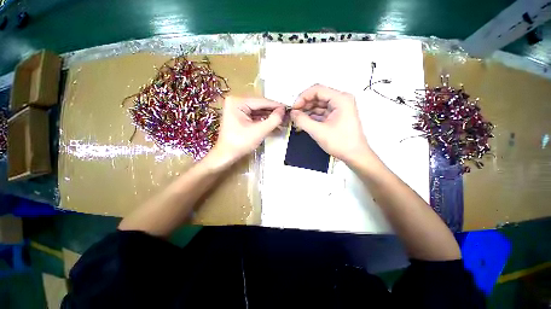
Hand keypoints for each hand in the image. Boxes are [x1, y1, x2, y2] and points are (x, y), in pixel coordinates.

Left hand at [206, 96, 284, 168]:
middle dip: (273, 112)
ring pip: (258, 111)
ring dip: (270, 117)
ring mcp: (237, 109)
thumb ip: (273, 120)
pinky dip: (264, 121)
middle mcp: (236, 102)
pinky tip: (274, 124)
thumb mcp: (259, 131)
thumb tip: (283, 111)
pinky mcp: (239, 116)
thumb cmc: (240, 143)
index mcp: (237, 102)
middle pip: (260, 106)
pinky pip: (254, 116)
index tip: (288, 108)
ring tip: (283, 120)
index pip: (261, 101)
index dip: (276, 105)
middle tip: (287, 115)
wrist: (226, 155)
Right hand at [290, 84, 370, 163]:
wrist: (354, 155)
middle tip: (294, 114)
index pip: (317, 90)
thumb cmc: (342, 143)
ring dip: (307, 111)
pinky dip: (312, 116)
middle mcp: (341, 100)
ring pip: (318, 104)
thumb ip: (302, 121)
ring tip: (297, 119)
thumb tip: (293, 113)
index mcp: (341, 99)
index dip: (303, 97)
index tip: (294, 108)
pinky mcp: (336, 115)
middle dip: (304, 104)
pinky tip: (304, 122)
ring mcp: (339, 108)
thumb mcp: (318, 131)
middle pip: (317, 96)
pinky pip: (321, 112)